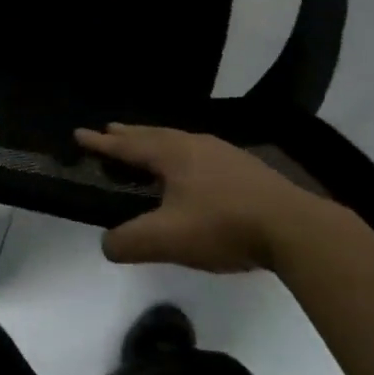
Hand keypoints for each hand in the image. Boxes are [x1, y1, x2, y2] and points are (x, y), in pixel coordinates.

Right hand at [76, 124, 320, 272]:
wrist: (293, 227)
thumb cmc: (224, 226)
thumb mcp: (169, 239)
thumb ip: (131, 241)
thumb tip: (106, 243)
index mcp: (172, 155)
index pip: (128, 146)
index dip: (102, 143)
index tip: (80, 133)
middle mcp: (195, 144)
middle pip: (153, 135)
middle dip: (129, 135)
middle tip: (110, 130)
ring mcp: (223, 153)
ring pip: (179, 141)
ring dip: (156, 142)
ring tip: (148, 146)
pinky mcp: (245, 168)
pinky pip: (200, 152)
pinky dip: (182, 155)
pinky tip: (193, 169)